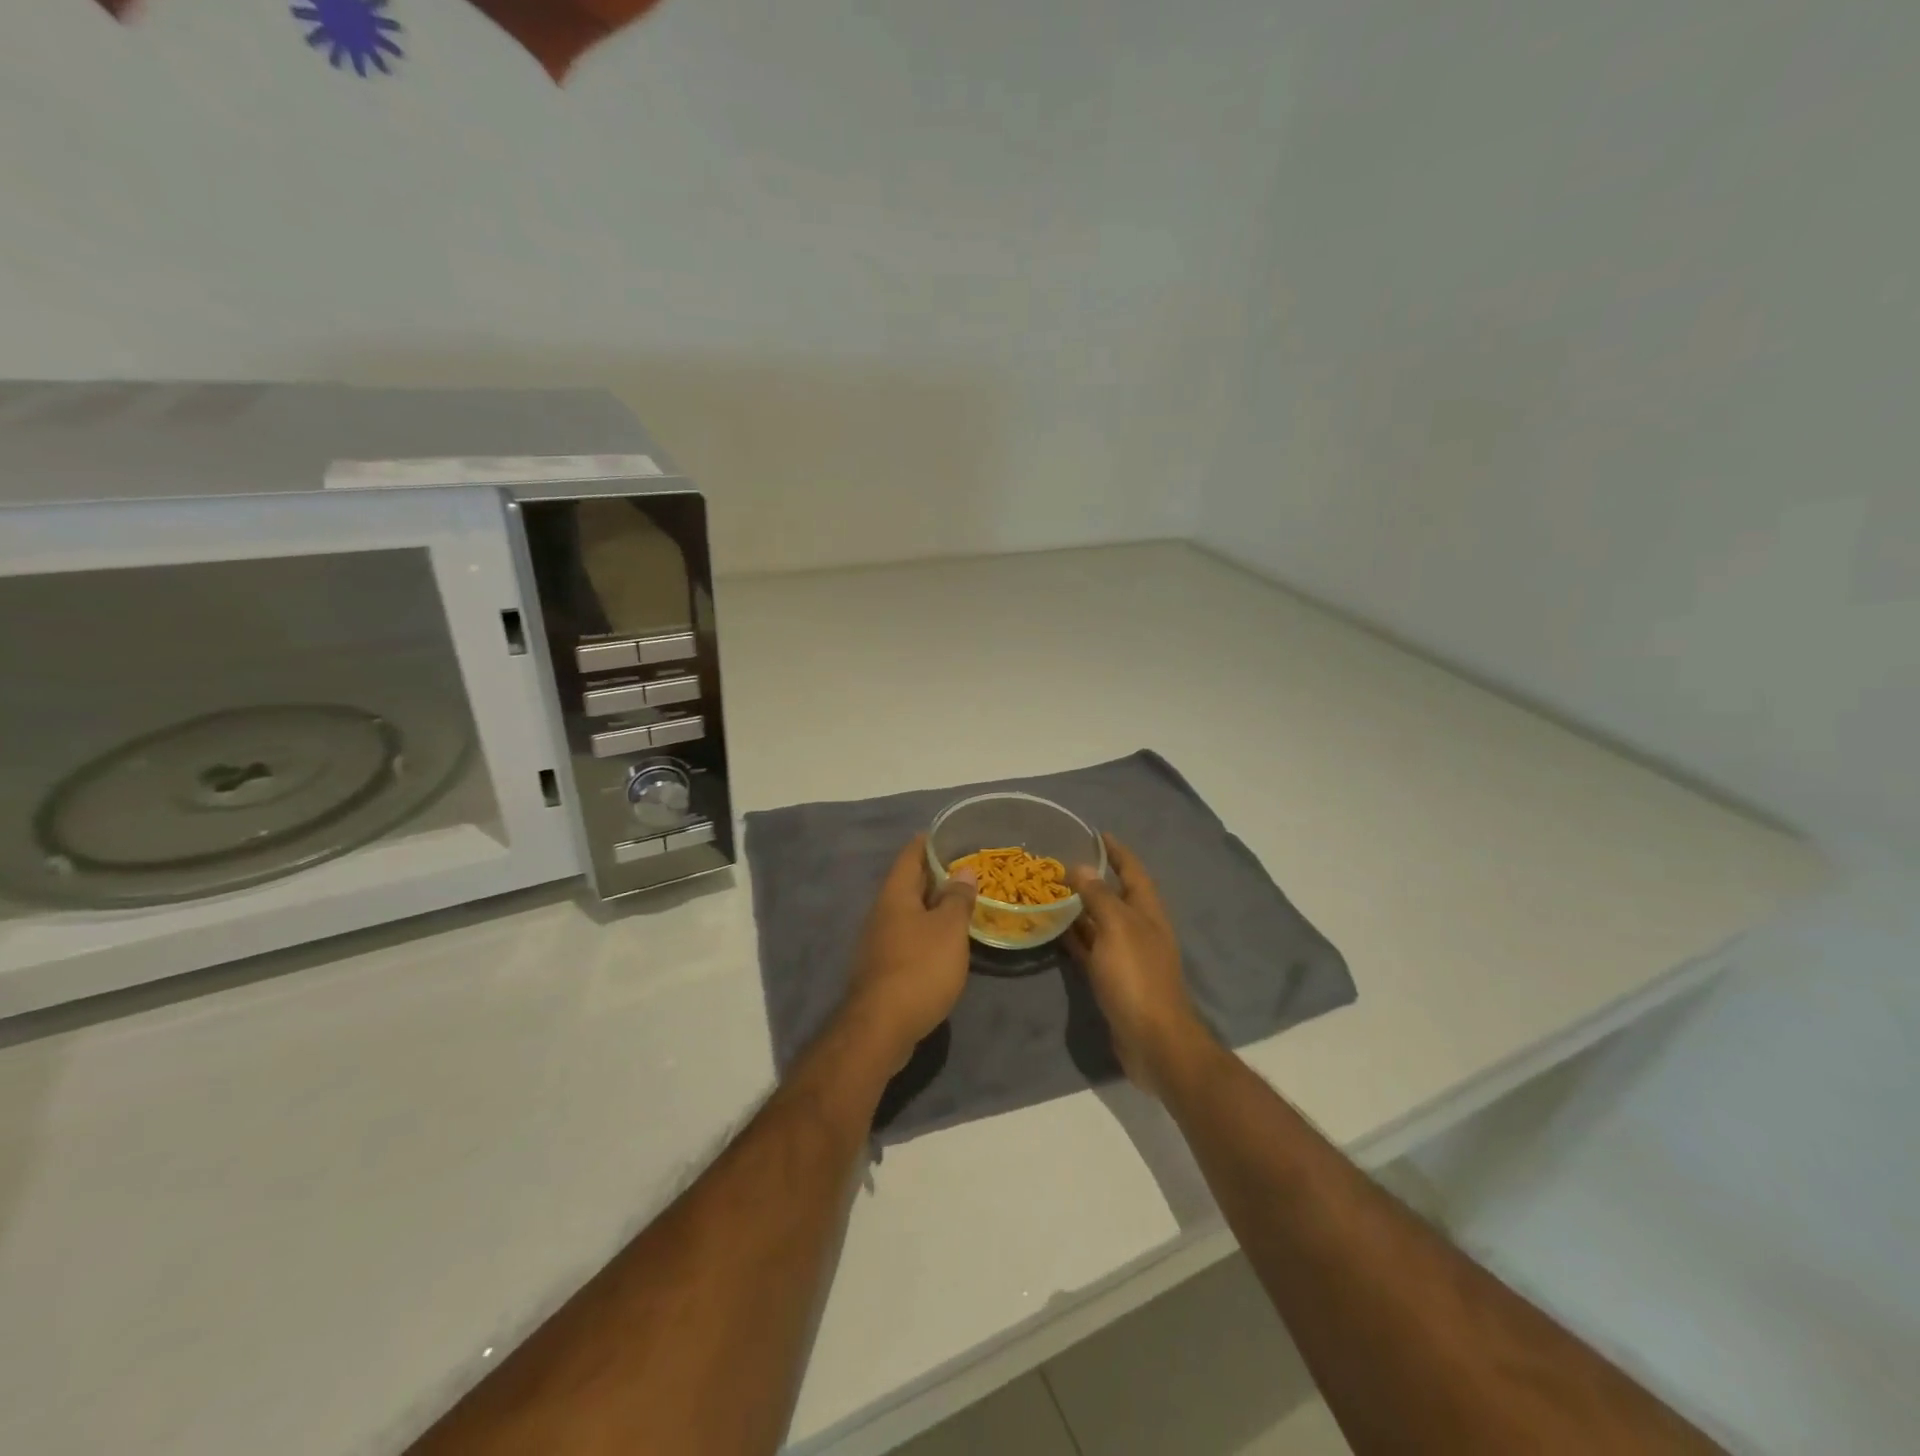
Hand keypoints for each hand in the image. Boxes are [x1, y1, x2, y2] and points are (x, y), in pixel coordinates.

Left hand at [842, 836, 977, 1070]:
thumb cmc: (919, 967)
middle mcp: (882, 912)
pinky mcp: (882, 967)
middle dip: (934, 873)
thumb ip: (957, 898)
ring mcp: (878, 941)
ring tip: (961, 902)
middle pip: (908, 883)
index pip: (910, 855)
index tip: (949, 832)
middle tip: (966, 867)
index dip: (929, 841)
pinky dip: (927, 930)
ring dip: (932, 904)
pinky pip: (908, 936)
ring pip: (908, 911)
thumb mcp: (948, 929)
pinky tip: (946, 941)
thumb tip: (963, 870)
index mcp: (895, 895)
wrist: (881, 1027)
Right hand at [1066, 835, 1212, 1094]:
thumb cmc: (1137, 977)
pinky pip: (1093, 949)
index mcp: (1147, 912)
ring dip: (1082, 907)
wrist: (1153, 1040)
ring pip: (1102, 922)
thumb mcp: (1117, 928)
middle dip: (1094, 878)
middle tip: (1062, 862)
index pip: (1133, 871)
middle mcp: (1140, 929)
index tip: (1096, 834)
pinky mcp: (1115, 979)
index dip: (1117, 851)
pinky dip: (1076, 937)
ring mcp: (1128, 955)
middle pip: (1117, 895)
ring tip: (1052, 892)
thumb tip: (1082, 867)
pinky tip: (1055, 930)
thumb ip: (1099, 896)